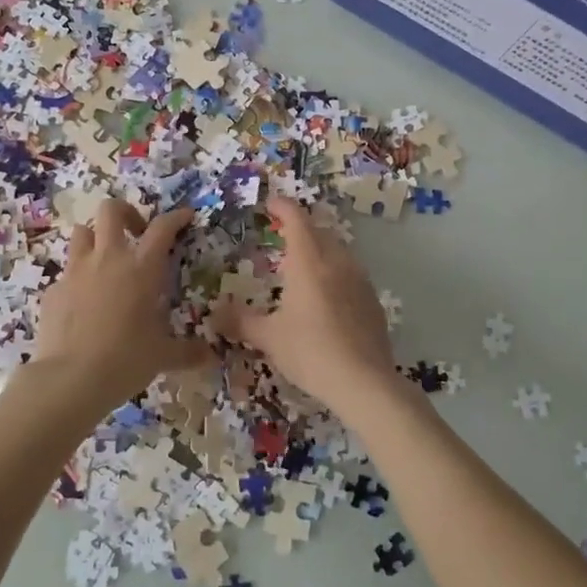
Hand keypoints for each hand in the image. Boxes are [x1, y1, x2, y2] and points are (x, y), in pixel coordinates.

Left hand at [30, 200, 209, 408]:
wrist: (70, 379)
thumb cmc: (125, 360)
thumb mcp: (163, 356)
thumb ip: (188, 352)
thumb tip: (211, 356)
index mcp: (141, 268)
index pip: (162, 227)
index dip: (176, 217)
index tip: (185, 216)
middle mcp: (108, 258)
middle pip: (111, 209)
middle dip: (126, 213)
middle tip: (136, 234)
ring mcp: (76, 271)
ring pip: (82, 232)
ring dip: (95, 239)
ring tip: (105, 261)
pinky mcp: (53, 290)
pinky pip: (66, 273)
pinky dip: (77, 279)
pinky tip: (83, 303)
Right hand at [213, 197, 400, 413]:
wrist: (364, 382)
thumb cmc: (310, 352)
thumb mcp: (269, 337)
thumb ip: (240, 322)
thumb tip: (213, 314)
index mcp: (308, 262)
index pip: (296, 219)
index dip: (282, 206)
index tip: (270, 204)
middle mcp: (336, 262)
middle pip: (319, 231)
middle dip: (301, 227)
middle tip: (281, 234)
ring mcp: (360, 280)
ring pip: (338, 251)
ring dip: (320, 248)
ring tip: (303, 264)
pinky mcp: (373, 300)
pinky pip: (351, 273)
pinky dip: (335, 272)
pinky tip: (328, 295)